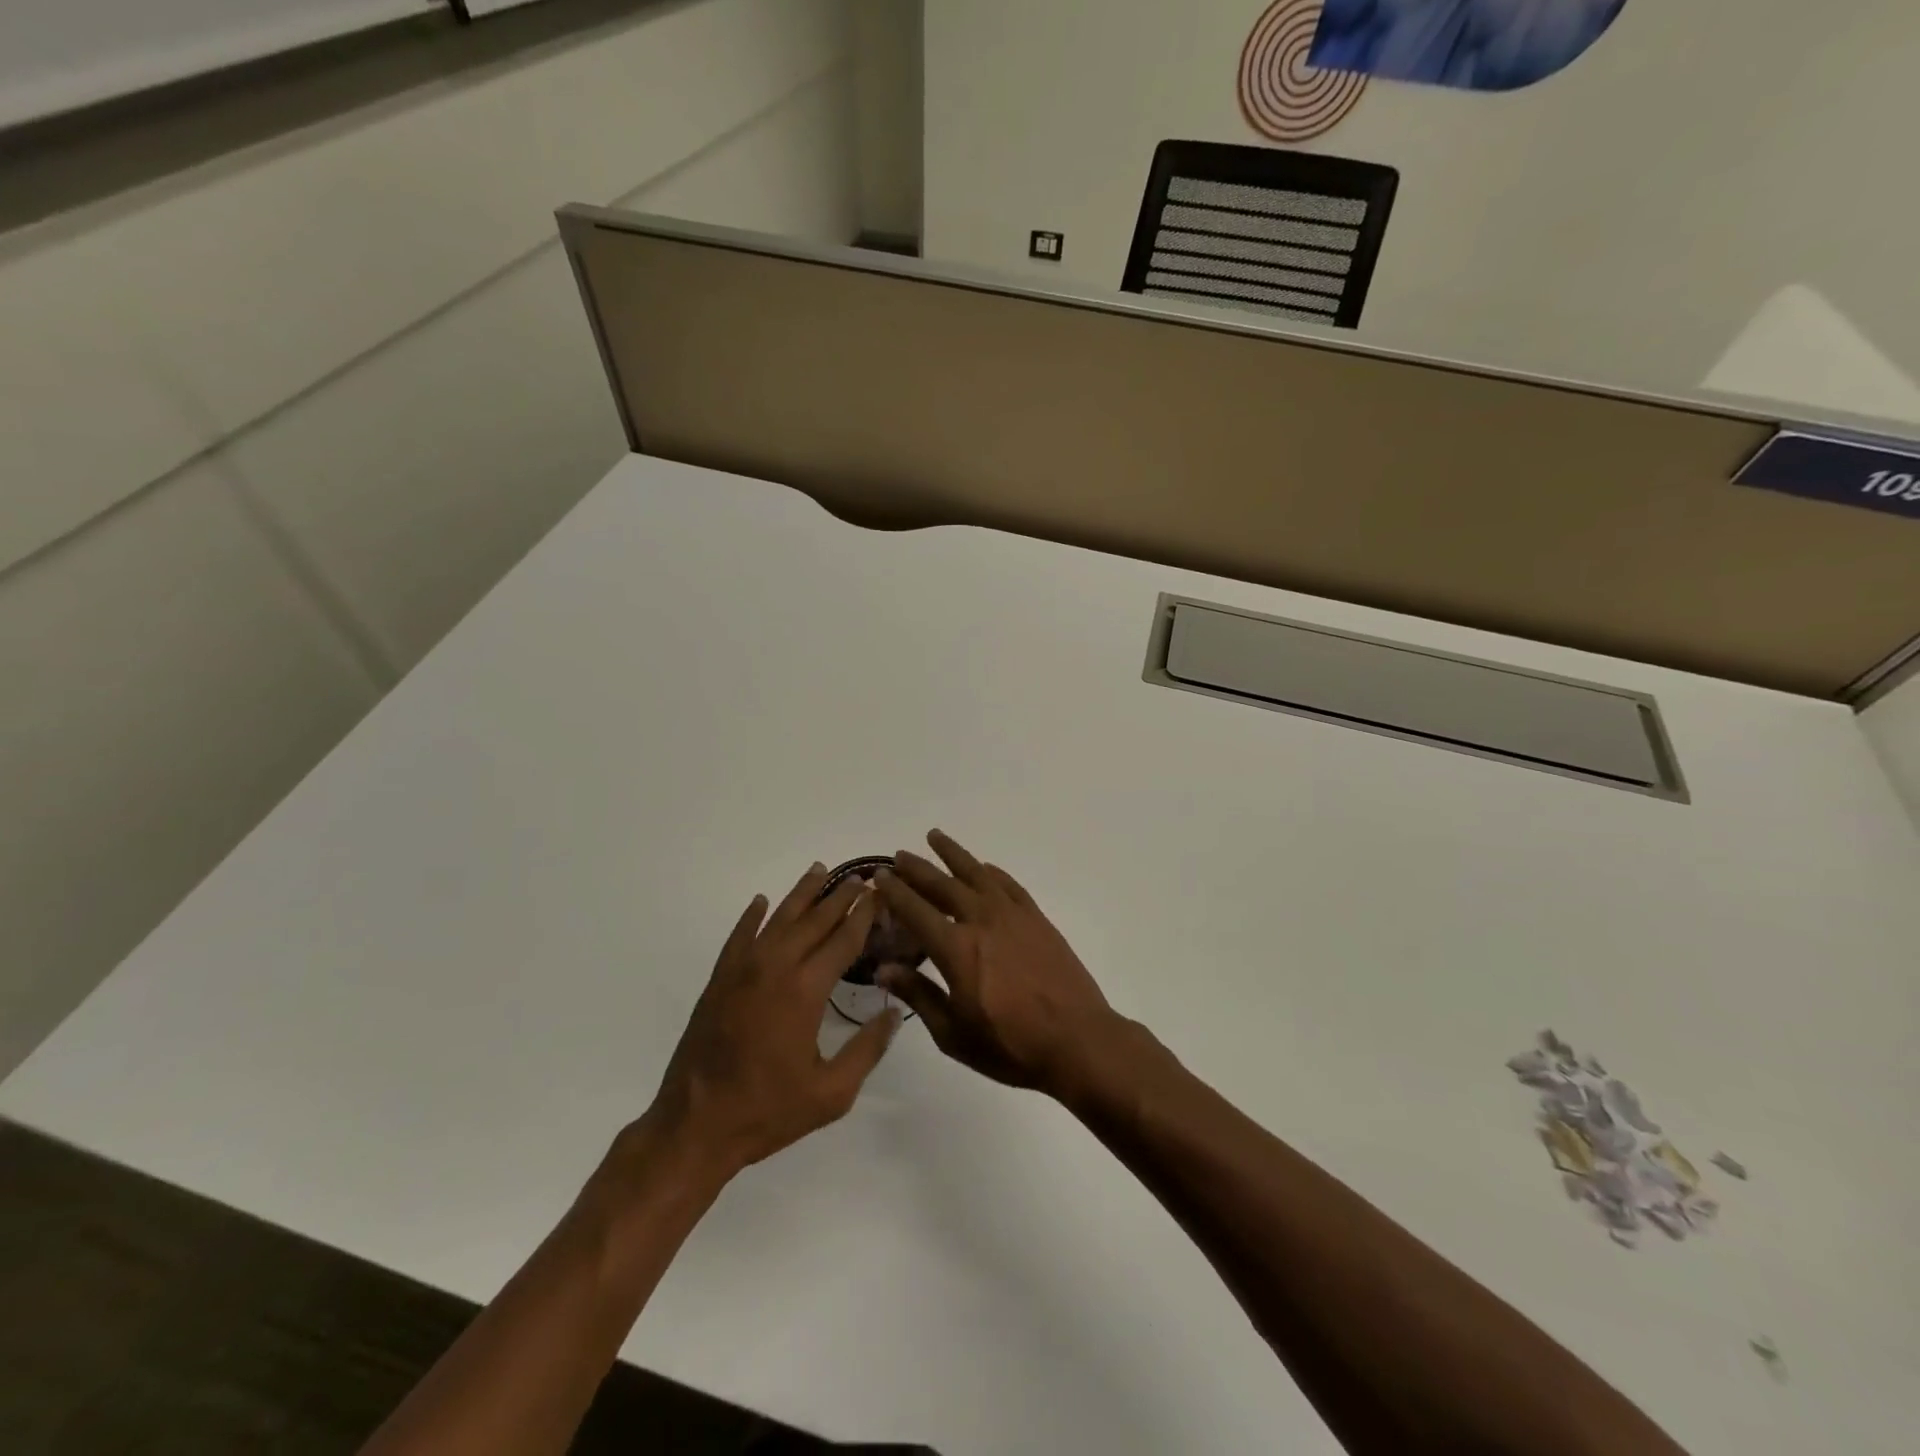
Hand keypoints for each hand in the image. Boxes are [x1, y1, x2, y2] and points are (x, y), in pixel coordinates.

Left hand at [644, 864, 900, 1180]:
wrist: (695, 1126)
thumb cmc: (768, 1111)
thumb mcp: (831, 1093)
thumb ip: (867, 1049)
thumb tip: (894, 1013)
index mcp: (805, 990)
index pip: (843, 939)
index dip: (864, 914)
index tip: (880, 893)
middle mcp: (775, 967)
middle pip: (814, 920)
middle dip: (839, 896)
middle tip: (859, 877)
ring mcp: (742, 970)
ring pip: (777, 919)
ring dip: (801, 894)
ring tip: (819, 870)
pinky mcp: (719, 980)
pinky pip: (739, 937)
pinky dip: (751, 916)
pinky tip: (761, 902)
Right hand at [875, 830, 1119, 1098]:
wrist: (1077, 1040)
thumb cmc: (1011, 1046)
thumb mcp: (953, 1033)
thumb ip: (918, 995)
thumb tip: (883, 969)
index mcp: (956, 949)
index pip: (916, 910)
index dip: (895, 891)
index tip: (879, 875)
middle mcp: (981, 921)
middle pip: (942, 884)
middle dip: (917, 868)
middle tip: (899, 855)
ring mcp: (1012, 915)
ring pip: (976, 874)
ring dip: (953, 854)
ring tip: (935, 837)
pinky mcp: (1036, 918)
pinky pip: (1008, 884)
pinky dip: (991, 871)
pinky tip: (982, 867)